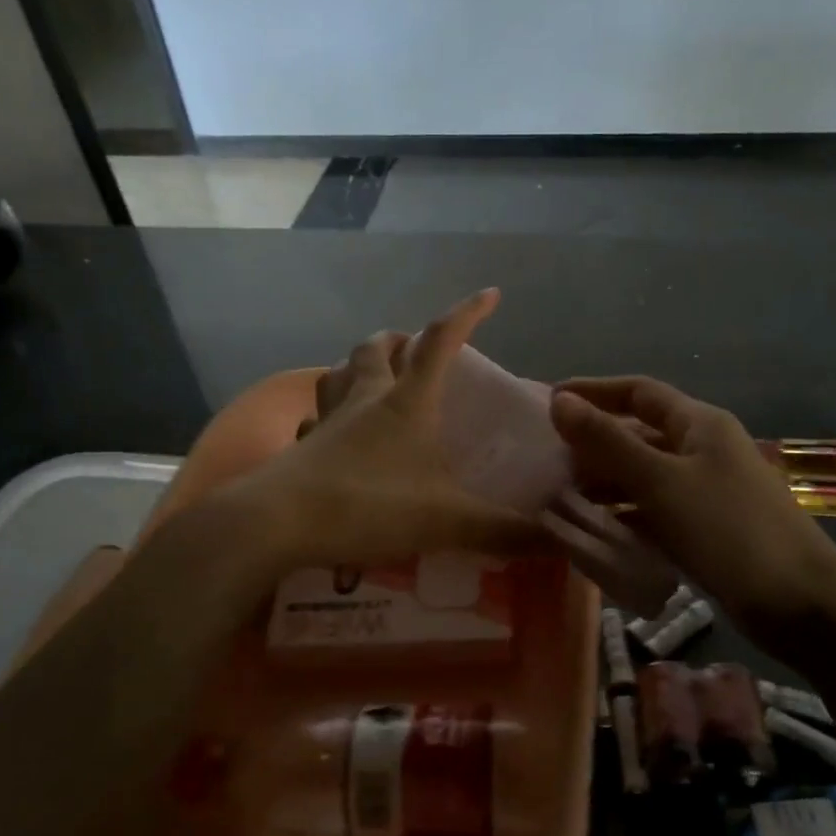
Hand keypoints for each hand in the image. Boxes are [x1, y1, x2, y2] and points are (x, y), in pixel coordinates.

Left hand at [229, 289, 545, 567]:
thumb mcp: (447, 520)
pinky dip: (328, 413)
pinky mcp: (301, 446)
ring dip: (359, 366)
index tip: (490, 295)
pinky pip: (315, 416)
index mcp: (407, 402)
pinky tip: (333, 432)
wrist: (277, 524)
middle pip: (378, 348)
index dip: (467, 314)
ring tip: (373, 378)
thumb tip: (558, 541)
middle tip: (416, 350)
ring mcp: (327, 420)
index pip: (441, 342)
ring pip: (340, 372)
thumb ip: (504, 531)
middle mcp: (365, 398)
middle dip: (400, 340)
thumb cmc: (368, 505)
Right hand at [548, 377, 835, 636]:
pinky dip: (625, 515)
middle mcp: (703, 449)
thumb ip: (608, 442)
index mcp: (699, 424)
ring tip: (557, 497)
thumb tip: (560, 400)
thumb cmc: (728, 531)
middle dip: (592, 445)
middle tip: (543, 461)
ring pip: (644, 476)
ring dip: (605, 483)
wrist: (801, 605)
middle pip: (639, 435)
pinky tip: (594, 530)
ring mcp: (706, 491)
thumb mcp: (661, 482)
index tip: (549, 402)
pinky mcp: (706, 529)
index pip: (638, 392)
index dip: (593, 392)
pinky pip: (655, 510)